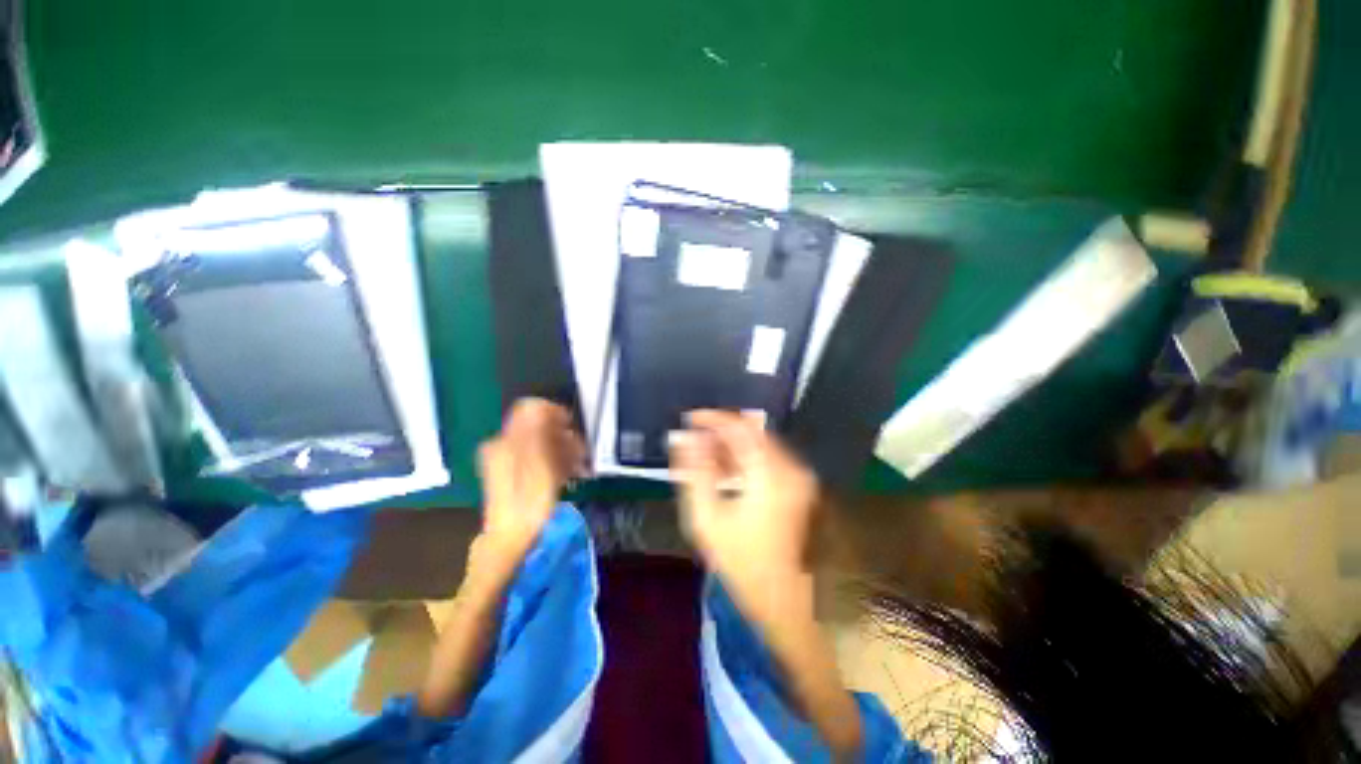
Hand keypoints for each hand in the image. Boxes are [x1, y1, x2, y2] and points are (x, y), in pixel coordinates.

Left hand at [476, 399, 585, 570]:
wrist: (512, 540)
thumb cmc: (528, 503)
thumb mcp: (537, 465)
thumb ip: (537, 433)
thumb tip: (538, 405)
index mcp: (506, 441)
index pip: (530, 409)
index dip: (554, 413)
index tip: (572, 427)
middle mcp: (504, 445)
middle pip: (538, 426)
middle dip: (563, 435)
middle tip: (581, 452)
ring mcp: (508, 459)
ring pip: (541, 442)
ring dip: (563, 449)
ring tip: (579, 466)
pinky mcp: (515, 472)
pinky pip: (538, 456)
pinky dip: (556, 461)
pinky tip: (569, 473)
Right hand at [671, 410, 820, 599]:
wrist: (782, 598)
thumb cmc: (740, 561)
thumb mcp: (706, 517)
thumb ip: (694, 471)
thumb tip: (684, 438)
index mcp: (768, 474)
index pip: (739, 427)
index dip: (712, 418)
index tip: (689, 419)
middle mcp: (789, 467)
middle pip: (752, 431)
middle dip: (720, 431)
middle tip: (695, 440)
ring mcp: (798, 476)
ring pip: (760, 443)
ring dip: (732, 444)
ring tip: (705, 456)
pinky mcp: (798, 484)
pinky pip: (768, 457)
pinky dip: (745, 456)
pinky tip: (726, 469)